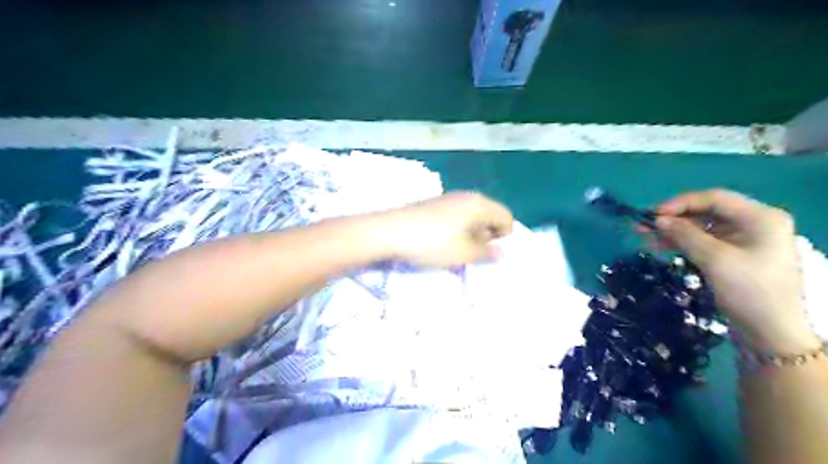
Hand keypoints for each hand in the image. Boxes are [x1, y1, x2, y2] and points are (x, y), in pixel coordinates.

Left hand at [379, 192, 511, 267]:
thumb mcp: (464, 253)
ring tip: (459, 253)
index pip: (507, 217)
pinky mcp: (433, 205)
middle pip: (490, 215)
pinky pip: (456, 217)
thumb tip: (501, 253)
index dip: (505, 238)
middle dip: (488, 237)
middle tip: (476, 257)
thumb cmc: (432, 243)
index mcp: (479, 204)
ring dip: (472, 235)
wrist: (389, 231)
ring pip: (472, 217)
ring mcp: (448, 199)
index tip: (491, 256)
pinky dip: (457, 231)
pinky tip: (442, 244)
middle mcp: (467, 196)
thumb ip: (487, 253)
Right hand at [658, 189, 816, 351]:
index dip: (681, 203)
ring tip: (646, 237)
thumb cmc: (749, 291)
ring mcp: (746, 241)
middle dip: (675, 219)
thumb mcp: (715, 260)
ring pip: (703, 227)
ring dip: (675, 232)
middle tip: (644, 226)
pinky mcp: (736, 256)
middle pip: (707, 212)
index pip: (714, 198)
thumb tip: (658, 220)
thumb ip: (685, 235)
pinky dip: (683, 243)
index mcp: (761, 218)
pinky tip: (662, 246)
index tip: (653, 215)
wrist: (771, 333)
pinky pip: (705, 242)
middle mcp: (755, 224)